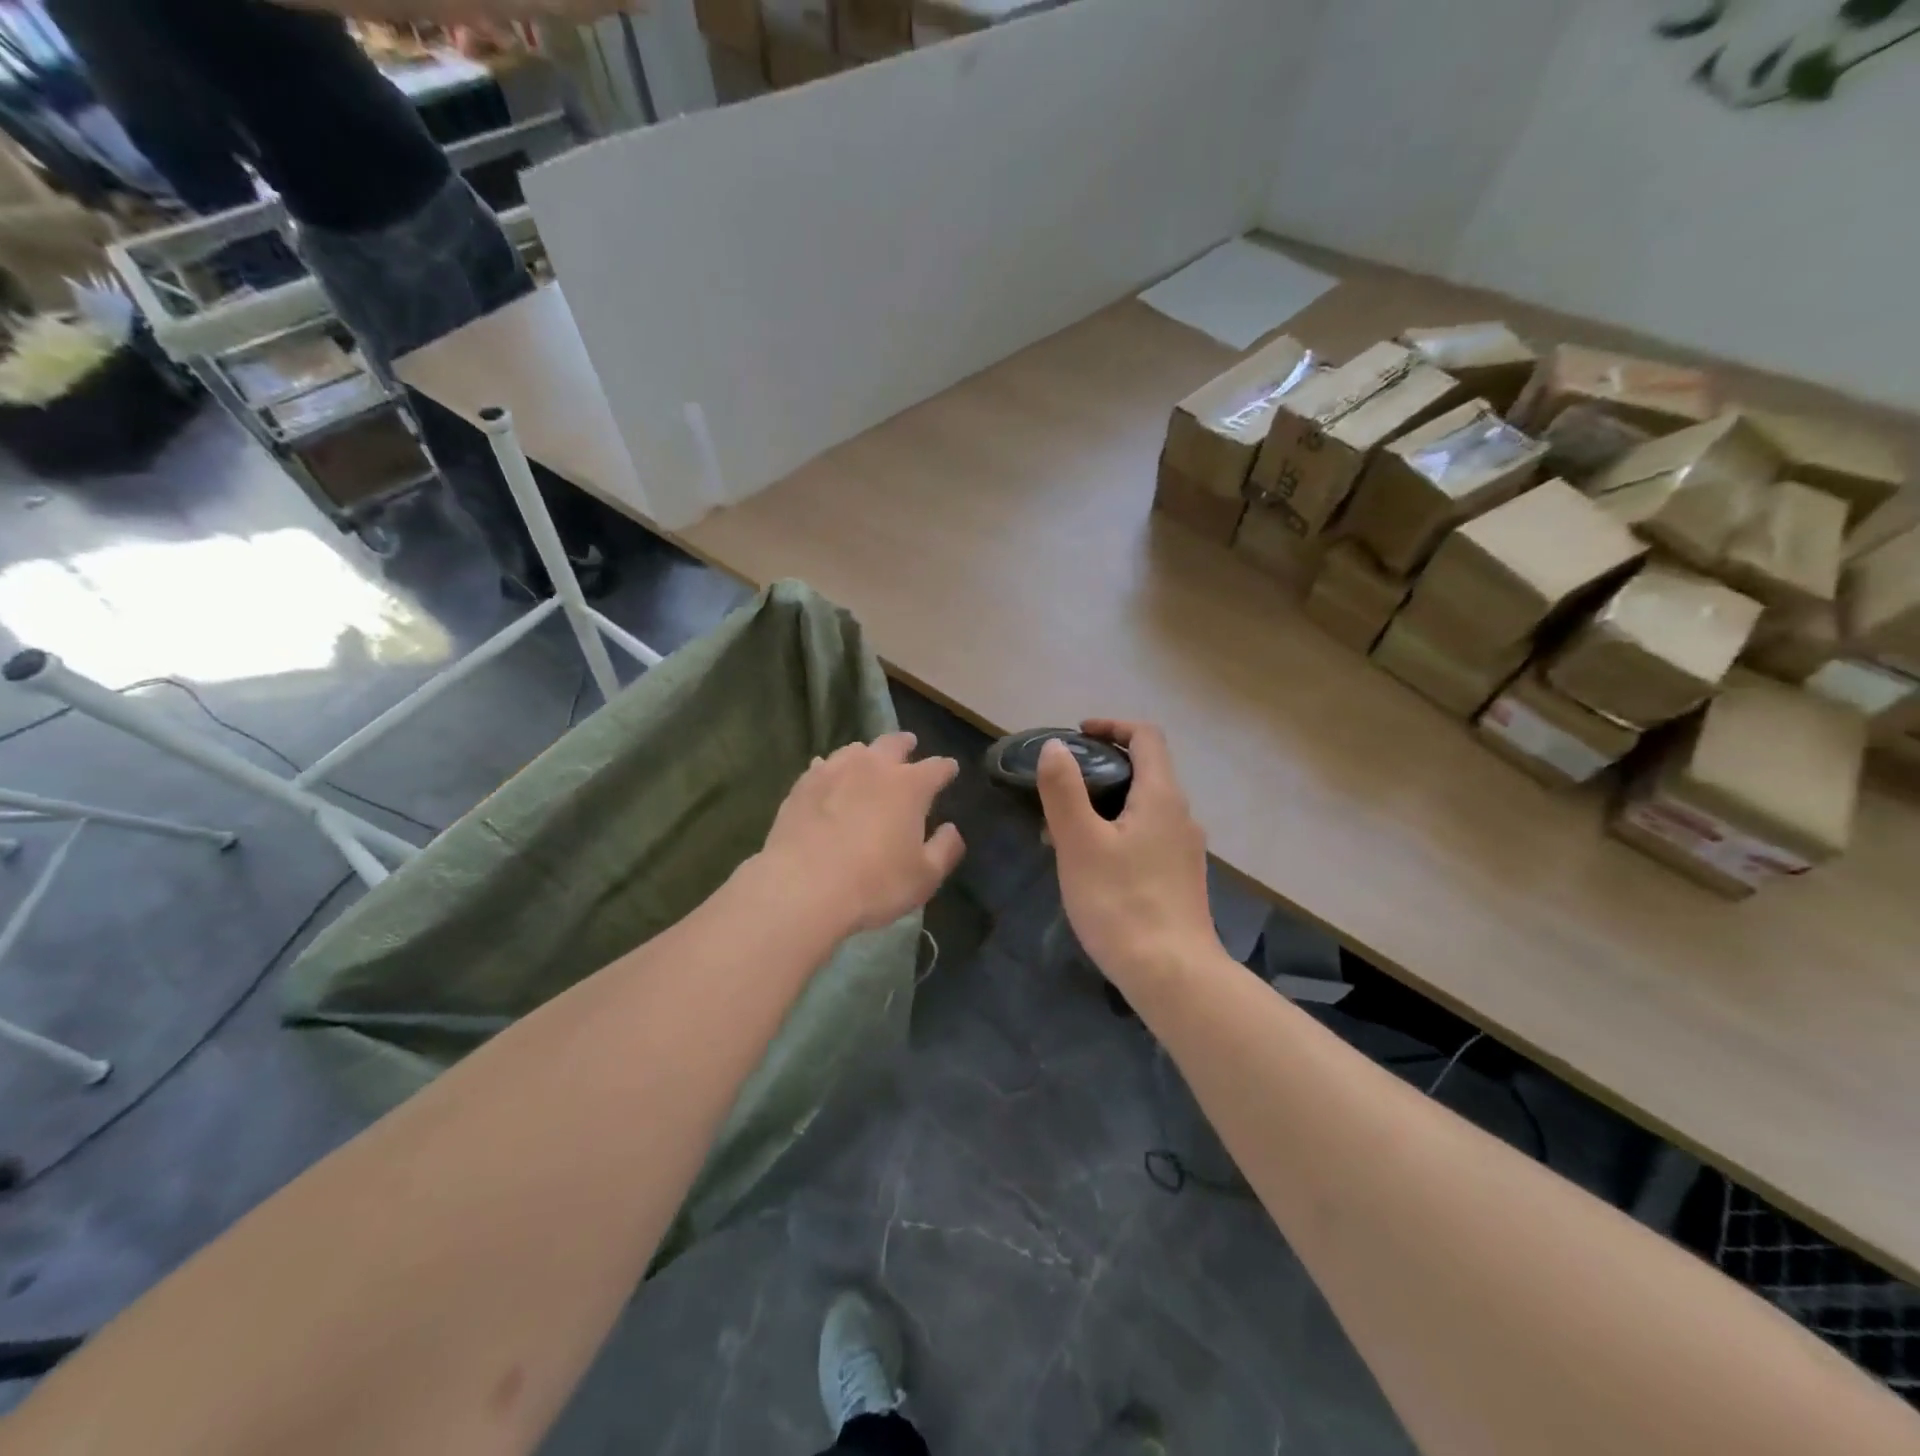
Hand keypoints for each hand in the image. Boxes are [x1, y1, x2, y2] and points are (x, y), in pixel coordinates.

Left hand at [760, 733, 965, 934]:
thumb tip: (952, 829)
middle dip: (905, 744)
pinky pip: (822, 767)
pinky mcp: (803, 785)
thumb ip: (945, 849)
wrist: (803, 887)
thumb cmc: (875, 884)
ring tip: (867, 760)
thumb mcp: (924, 877)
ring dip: (867, 753)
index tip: (950, 769)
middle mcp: (874, 768)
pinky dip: (831, 768)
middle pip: (893, 743)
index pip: (936, 768)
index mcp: (910, 786)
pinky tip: (828, 775)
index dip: (946, 769)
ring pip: (855, 750)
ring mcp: (834, 772)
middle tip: (909, 744)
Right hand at [1037, 720, 1221, 992]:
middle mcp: (1181, 815)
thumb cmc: (1121, 903)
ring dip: (1107, 803)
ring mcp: (1184, 849)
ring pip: (1144, 807)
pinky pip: (1148, 836)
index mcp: (1161, 797)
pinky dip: (1119, 831)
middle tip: (1061, 787)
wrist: (1173, 975)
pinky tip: (1092, 864)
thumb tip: (1056, 747)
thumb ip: (1064, 790)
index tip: (1078, 735)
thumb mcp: (1080, 843)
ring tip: (1065, 829)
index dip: (1112, 726)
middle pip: (1145, 770)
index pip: (1146, 737)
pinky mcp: (1181, 878)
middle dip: (1102, 768)